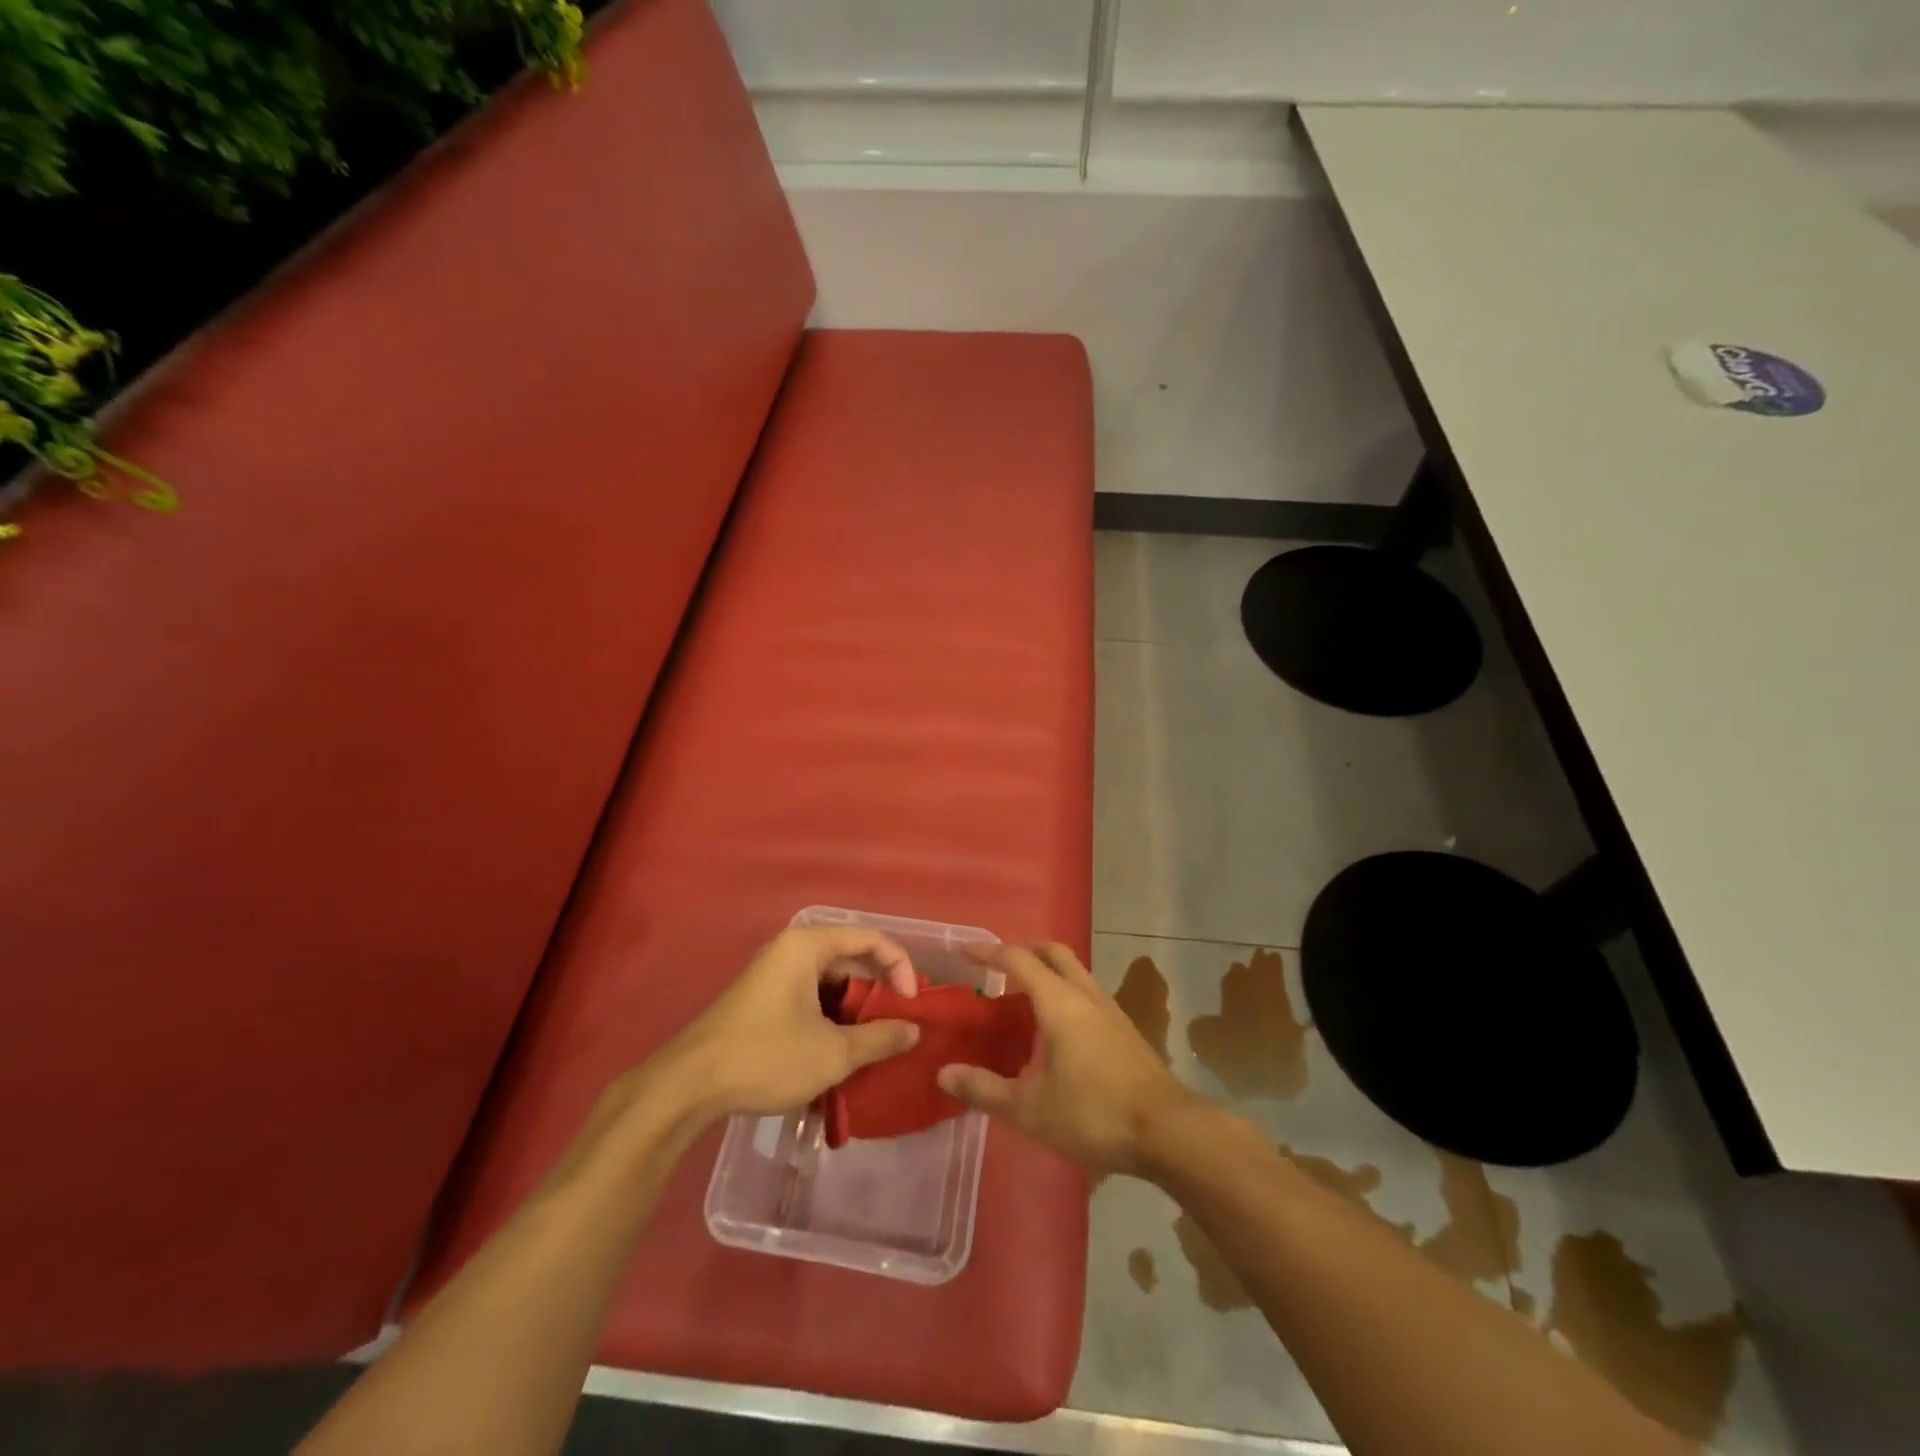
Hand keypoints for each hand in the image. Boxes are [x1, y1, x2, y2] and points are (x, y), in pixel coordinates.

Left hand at [664, 927, 921, 1117]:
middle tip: (900, 1022)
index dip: (900, 965)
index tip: (912, 1002)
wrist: (687, 1086)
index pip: (869, 938)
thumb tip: (913, 1030)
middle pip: (849, 957)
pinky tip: (840, 1049)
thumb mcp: (832, 1053)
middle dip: (878, 989)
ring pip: (829, 981)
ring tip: (874, 1040)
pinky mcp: (762, 1000)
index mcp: (807, 946)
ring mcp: (772, 975)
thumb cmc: (765, 1056)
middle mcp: (790, 950)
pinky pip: (809, 996)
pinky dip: (831, 1017)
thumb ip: (879, 1038)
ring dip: (855, 1008)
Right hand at [936, 943, 1199, 1175]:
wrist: (1167, 1130)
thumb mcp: (1029, 1108)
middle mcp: (1084, 993)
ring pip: (1074, 969)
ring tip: (1021, 994)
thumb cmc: (1093, 1113)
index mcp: (1059, 1002)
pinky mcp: (1123, 1027)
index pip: (1018, 960)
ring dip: (1046, 969)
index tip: (965, 951)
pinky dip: (1063, 990)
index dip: (989, 952)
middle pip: (1052, 952)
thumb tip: (944, 1073)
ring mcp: (1109, 1008)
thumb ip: (984, 1088)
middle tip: (996, 965)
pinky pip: (1085, 991)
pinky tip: (1055, 1025)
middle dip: (1023, 949)